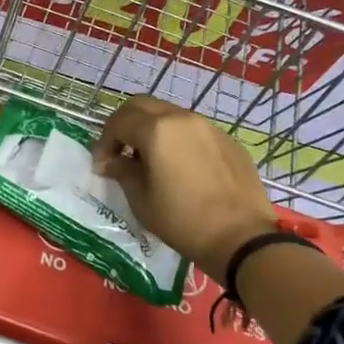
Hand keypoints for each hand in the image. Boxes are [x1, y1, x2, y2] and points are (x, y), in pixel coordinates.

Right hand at [93, 96, 274, 284]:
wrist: (242, 238)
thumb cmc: (182, 220)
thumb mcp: (141, 199)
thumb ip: (122, 171)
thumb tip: (111, 162)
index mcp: (156, 130)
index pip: (119, 121)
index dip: (104, 141)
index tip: (102, 165)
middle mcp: (183, 119)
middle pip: (143, 106)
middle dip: (125, 125)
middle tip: (119, 151)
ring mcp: (209, 127)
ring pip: (170, 115)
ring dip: (152, 130)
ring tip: (149, 160)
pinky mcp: (228, 142)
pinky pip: (194, 131)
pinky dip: (178, 140)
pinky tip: (180, 168)